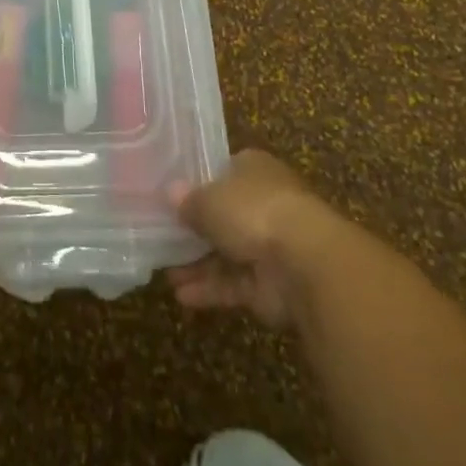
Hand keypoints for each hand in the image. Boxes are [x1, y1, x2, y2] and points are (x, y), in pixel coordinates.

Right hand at [167, 149, 346, 327]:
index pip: (224, 170)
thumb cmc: (253, 211)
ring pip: (227, 253)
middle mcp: (264, 203)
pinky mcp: (271, 286)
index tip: (172, 193)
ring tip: (164, 271)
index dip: (199, 181)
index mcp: (254, 169)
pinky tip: (181, 296)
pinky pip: (234, 284)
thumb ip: (188, 200)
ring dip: (198, 263)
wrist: (304, 264)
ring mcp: (270, 246)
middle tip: (161, 235)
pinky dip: (210, 289)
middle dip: (195, 228)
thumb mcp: (208, 198)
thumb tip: (171, 193)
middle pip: (224, 214)